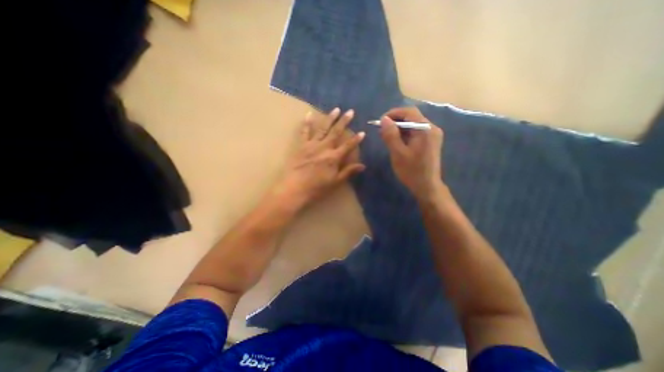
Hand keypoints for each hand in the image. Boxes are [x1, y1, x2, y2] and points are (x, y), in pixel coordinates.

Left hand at [273, 107, 364, 208]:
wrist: (295, 188)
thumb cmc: (316, 188)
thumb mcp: (335, 182)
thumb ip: (348, 172)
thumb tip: (363, 166)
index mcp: (333, 157)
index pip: (348, 146)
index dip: (356, 139)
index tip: (362, 132)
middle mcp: (324, 148)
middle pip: (336, 132)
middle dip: (344, 122)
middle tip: (350, 111)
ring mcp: (312, 145)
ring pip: (323, 129)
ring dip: (330, 118)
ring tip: (336, 109)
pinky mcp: (301, 145)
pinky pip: (304, 132)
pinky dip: (307, 123)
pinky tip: (309, 114)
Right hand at [382, 107, 442, 201]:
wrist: (427, 187)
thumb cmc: (411, 171)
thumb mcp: (397, 153)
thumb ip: (390, 135)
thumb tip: (384, 119)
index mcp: (425, 129)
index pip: (409, 112)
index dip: (393, 113)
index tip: (380, 121)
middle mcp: (432, 128)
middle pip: (412, 117)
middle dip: (395, 121)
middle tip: (382, 130)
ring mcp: (432, 135)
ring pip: (413, 125)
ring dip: (399, 128)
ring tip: (387, 136)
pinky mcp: (430, 142)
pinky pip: (416, 132)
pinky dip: (405, 134)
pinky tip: (397, 142)